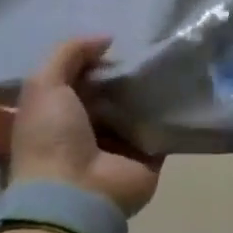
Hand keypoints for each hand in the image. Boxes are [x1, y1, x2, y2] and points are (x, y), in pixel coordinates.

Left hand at [11, 36, 160, 217]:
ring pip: (140, 108)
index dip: (96, 60)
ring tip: (174, 60)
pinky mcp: (149, 155)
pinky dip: (174, 112)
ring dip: (154, 89)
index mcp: (59, 115)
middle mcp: (89, 129)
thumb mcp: (44, 86)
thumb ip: (69, 54)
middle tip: (153, 46)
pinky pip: (164, 127)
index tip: (118, 40)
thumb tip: (106, 40)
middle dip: (129, 73)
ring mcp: (120, 144)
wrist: (77, 193)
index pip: (81, 80)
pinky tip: (187, 87)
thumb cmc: (52, 138)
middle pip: (113, 93)